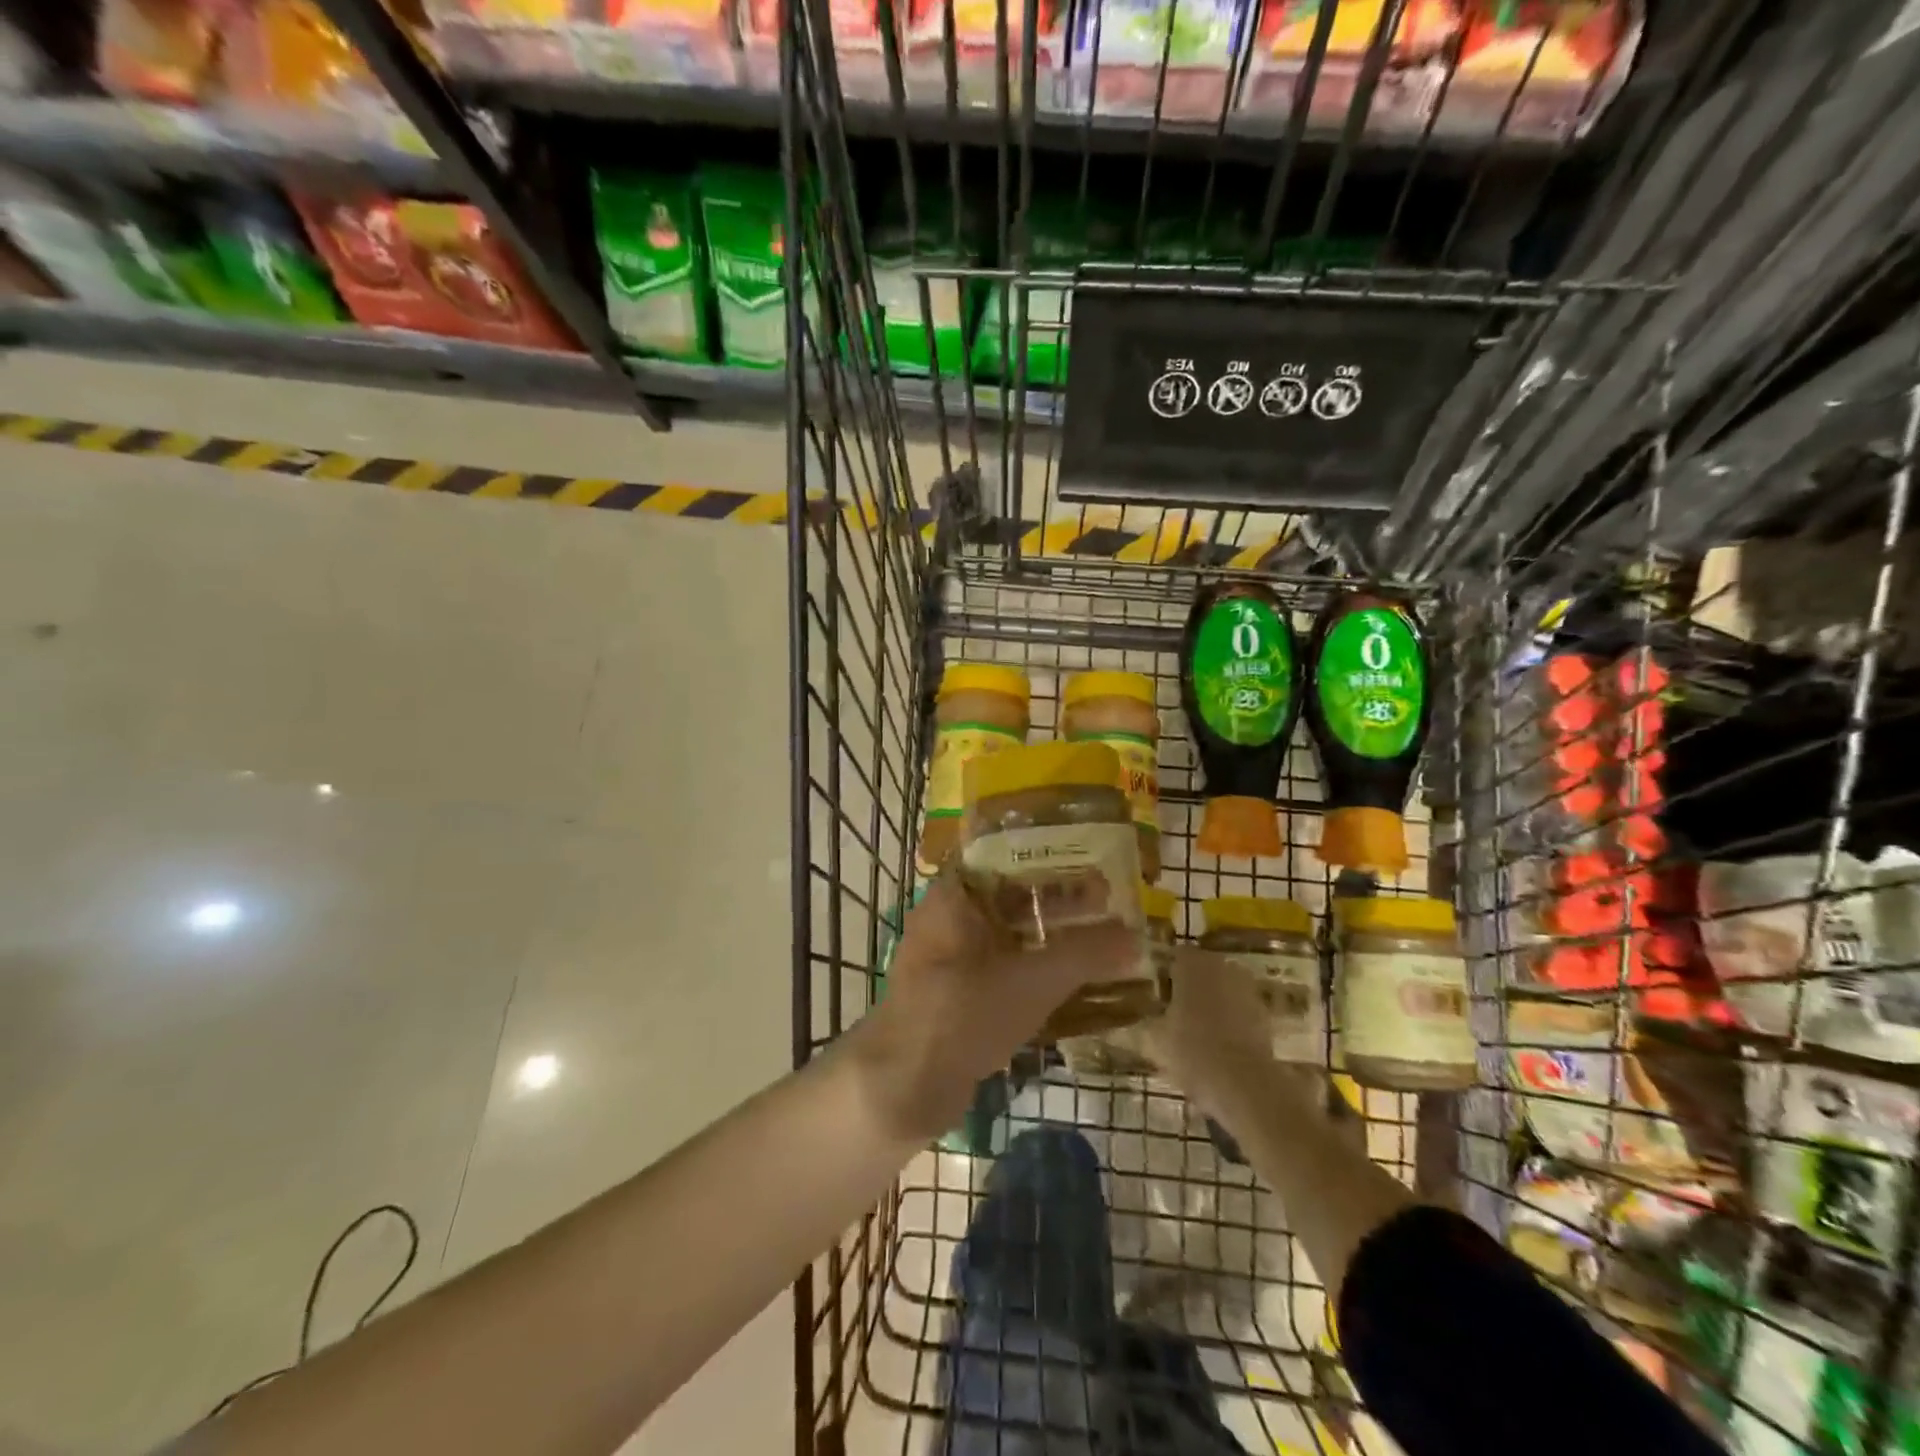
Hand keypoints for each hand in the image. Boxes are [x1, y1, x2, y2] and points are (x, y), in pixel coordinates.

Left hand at [849, 869, 1136, 1141]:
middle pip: (1012, 897)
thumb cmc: (961, 1014)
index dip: (1051, 857)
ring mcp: (951, 959)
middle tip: (1110, 903)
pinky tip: (1075, 983)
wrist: (901, 1088)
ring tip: (1103, 941)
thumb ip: (1084, 955)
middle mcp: (949, 918)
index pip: (1006, 855)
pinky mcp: (958, 995)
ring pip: (1010, 936)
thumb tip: (1134, 935)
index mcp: (955, 896)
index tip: (1093, 860)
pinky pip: (1004, 970)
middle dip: (1059, 902)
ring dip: (1051, 939)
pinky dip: (1036, 971)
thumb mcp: (1030, 981)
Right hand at [1144, 947, 1318, 1119]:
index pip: (1175, 956)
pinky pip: (1240, 1011)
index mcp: (1192, 963)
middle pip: (1202, 971)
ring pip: (1223, 990)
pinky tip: (1219, 1046)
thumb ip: (1144, 1023)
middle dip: (1190, 987)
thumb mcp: (1155, 1039)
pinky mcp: (1266, 1015)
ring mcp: (1248, 990)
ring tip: (1197, 1032)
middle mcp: (1222, 967)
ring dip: (1212, 1004)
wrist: (1246, 1086)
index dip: (1164, 974)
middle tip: (1174, 1012)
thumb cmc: (1192, 1051)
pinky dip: (1231, 1022)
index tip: (1155, 994)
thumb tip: (1135, 1021)